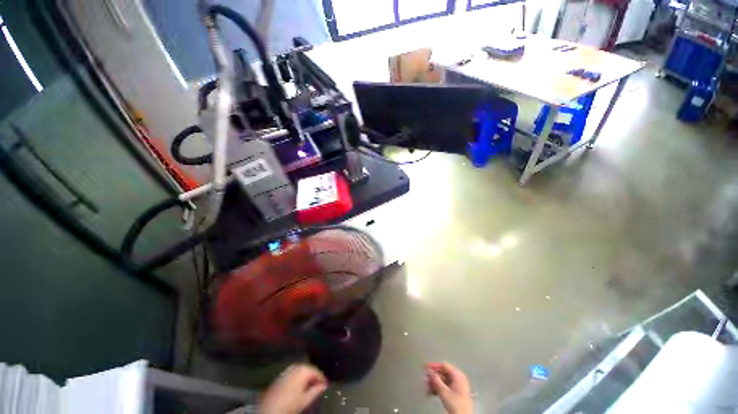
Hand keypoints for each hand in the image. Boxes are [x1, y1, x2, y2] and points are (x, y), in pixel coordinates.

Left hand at [259, 364, 327, 413]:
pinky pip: (293, 373)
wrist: (268, 410)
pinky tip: (299, 386)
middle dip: (314, 377)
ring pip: (301, 370)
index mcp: (303, 370)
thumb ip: (316, 391)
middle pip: (309, 369)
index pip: (317, 372)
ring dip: (306, 377)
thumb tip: (324, 386)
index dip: (322, 379)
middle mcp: (296, 366)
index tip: (327, 385)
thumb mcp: (304, 400)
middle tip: (319, 386)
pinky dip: (298, 378)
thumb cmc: (289, 405)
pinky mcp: (281, 375)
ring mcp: (287, 370)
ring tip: (310, 386)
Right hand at [426, 362, 472, 413]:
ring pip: (443, 380)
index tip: (425, 368)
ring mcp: (458, 385)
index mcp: (457, 375)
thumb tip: (429, 372)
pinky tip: (432, 392)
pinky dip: (438, 388)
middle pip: (443, 373)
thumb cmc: (455, 403)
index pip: (443, 365)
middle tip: (425, 378)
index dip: (434, 366)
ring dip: (434, 383)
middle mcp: (458, 378)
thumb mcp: (444, 392)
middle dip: (433, 376)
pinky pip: (446, 386)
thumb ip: (436, 380)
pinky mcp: (457, 392)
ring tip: (427, 387)